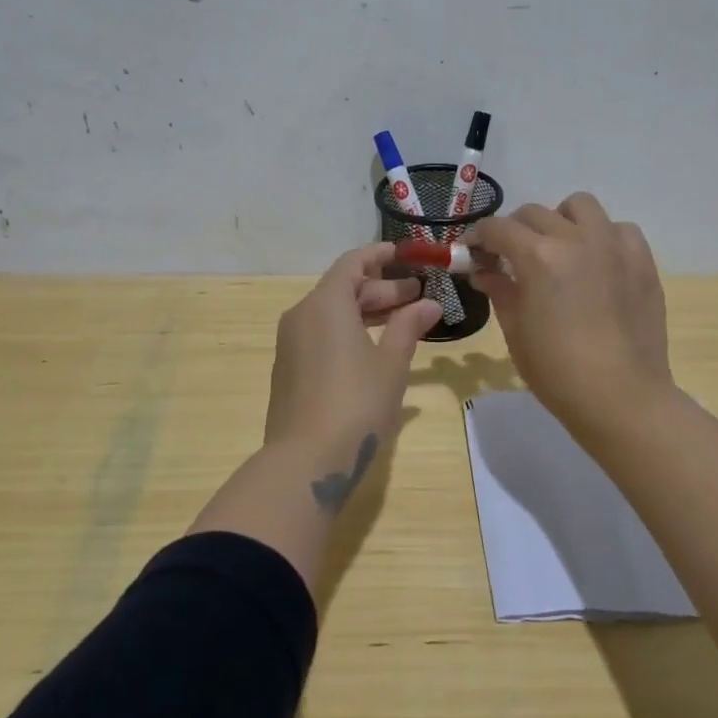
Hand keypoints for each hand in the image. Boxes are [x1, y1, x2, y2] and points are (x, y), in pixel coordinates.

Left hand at [264, 244, 441, 451]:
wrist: (304, 462)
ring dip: (366, 313)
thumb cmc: (356, 403)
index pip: (353, 263)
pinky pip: (321, 336)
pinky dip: (348, 333)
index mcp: (325, 303)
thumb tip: (429, 304)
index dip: (380, 255)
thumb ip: (408, 327)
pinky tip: (374, 352)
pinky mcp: (289, 369)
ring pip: (331, 314)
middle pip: (343, 288)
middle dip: (381, 289)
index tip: (405, 255)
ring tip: (402, 323)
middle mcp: (302, 315)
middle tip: (417, 297)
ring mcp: (291, 343)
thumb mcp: (391, 363)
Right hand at [467, 194, 674, 444]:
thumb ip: (500, 291)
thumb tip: (485, 272)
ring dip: (560, 220)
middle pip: (534, 213)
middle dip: (514, 231)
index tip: (472, 252)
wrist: (621, 398)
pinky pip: (619, 229)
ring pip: (580, 206)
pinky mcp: (642, 260)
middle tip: (510, 257)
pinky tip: (596, 262)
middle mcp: (575, 239)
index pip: (498, 228)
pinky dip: (602, 236)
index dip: (478, 237)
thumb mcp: (515, 331)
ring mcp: (613, 245)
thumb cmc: (557, 371)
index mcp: (538, 257)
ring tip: (557, 248)